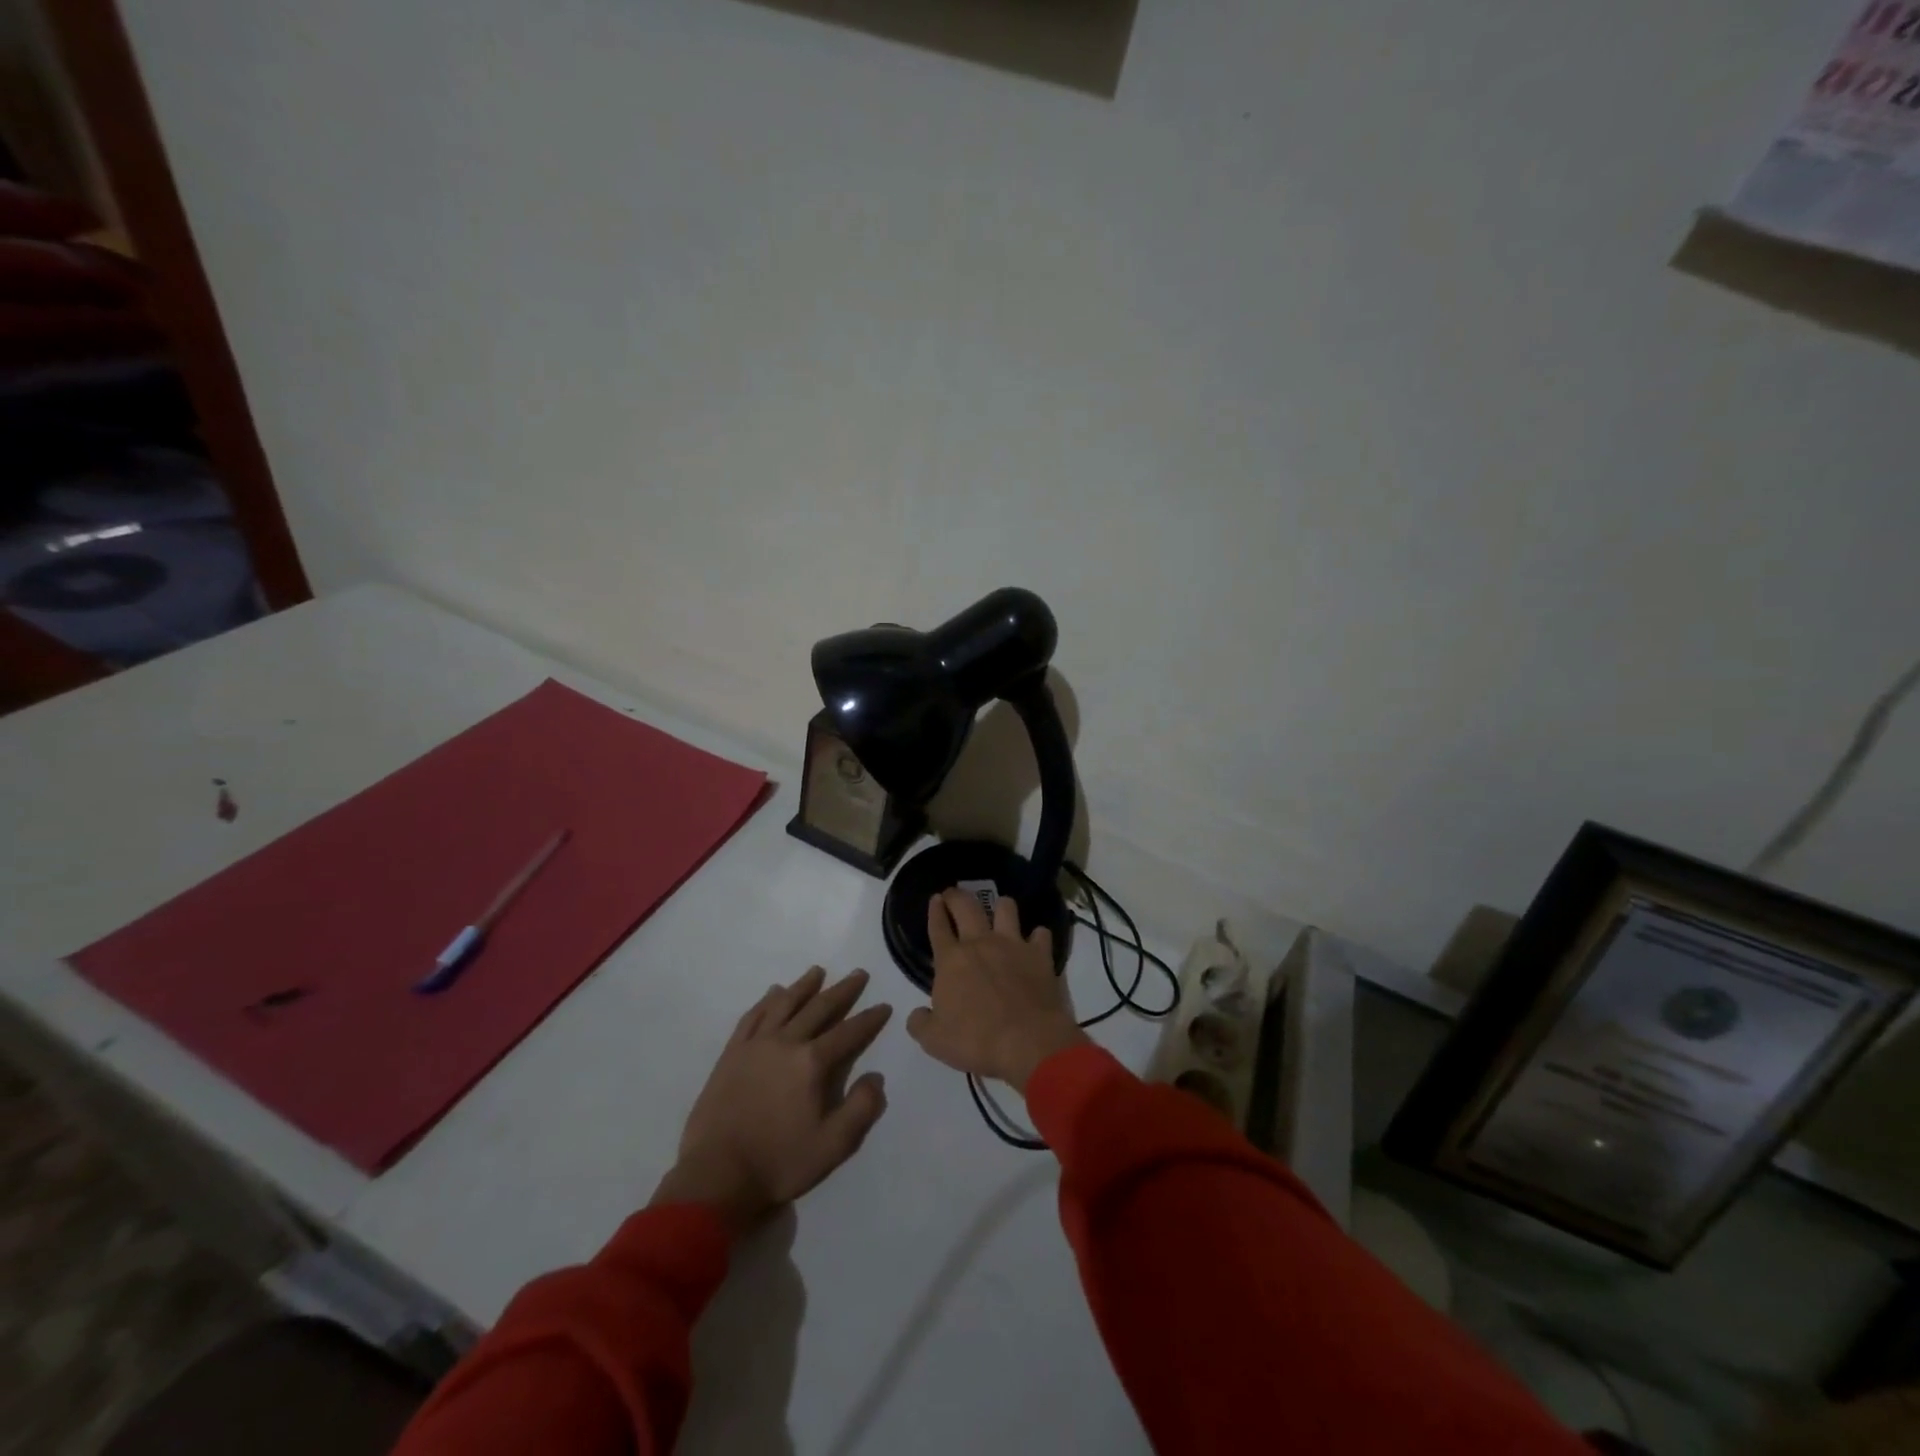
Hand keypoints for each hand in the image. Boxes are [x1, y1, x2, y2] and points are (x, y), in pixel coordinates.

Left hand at [652, 967, 891, 1238]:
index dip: (870, 1019)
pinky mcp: (732, 1053)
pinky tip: (773, 993)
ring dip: (803, 986)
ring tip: (817, 971)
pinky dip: (766, 1001)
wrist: (716, 1177)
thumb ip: (861, 1109)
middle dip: (842, 991)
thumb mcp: (833, 1146)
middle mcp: (786, 1043)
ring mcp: (755, 1045)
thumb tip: (875, 1077)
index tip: (884, 1005)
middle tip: (859, 974)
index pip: (848, 1033)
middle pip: (819, 1008)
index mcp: (812, 1063)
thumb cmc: (779, 1162)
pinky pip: (752, 1017)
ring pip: (784, 1004)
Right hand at [906, 889, 1087, 1092]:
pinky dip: (1037, 936)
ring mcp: (1013, 945)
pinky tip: (1035, 942)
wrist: (1028, 1042)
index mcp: (951, 960)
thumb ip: (921, 1024)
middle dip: (957, 895)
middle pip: (966, 906)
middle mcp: (981, 944)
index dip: (935, 910)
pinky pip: (1040, 934)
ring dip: (1001, 906)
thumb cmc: (976, 1040)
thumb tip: (918, 1015)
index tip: (935, 898)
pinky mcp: (1040, 955)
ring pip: (1006, 908)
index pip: (938, 926)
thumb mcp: (934, 1041)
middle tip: (954, 894)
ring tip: (999, 911)